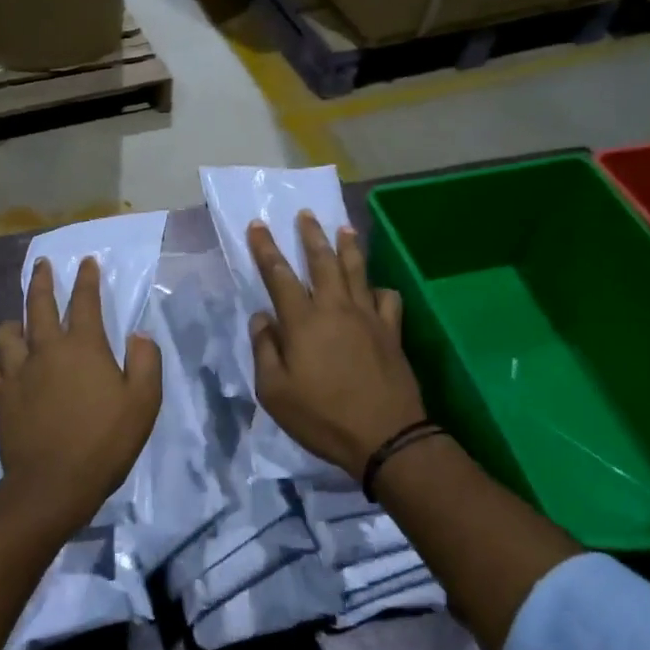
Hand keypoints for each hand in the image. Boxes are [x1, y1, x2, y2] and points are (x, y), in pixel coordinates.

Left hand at [0, 256, 161, 531]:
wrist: (53, 484)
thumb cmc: (104, 441)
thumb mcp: (143, 402)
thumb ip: (145, 362)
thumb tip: (138, 335)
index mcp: (82, 346)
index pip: (84, 301)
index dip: (86, 278)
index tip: (86, 261)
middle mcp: (45, 350)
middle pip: (37, 304)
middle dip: (41, 280)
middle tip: (42, 265)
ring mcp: (17, 373)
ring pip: (5, 333)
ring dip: (14, 322)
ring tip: (19, 322)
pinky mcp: (0, 398)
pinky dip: (2, 362)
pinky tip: (8, 367)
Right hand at [248, 212, 427, 480]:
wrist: (385, 436)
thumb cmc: (322, 416)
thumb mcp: (274, 392)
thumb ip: (264, 350)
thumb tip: (261, 318)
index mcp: (302, 321)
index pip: (279, 275)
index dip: (266, 249)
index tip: (258, 225)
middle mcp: (335, 308)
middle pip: (322, 261)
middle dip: (311, 235)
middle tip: (306, 213)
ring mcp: (368, 317)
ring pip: (357, 271)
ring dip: (348, 247)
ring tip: (344, 228)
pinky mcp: (391, 331)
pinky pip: (387, 298)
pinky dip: (378, 288)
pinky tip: (374, 289)